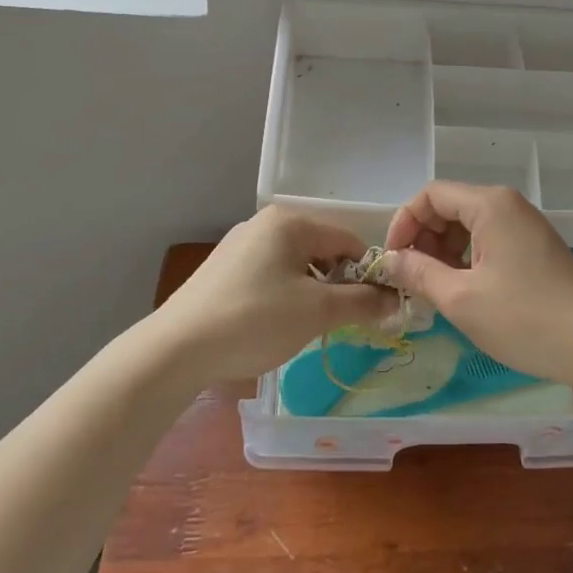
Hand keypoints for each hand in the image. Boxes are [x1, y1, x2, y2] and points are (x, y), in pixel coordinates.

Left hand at [151, 206, 399, 381]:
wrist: (176, 350)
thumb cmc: (255, 320)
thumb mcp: (317, 312)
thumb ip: (362, 302)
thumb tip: (396, 299)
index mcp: (290, 222)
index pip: (348, 240)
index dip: (367, 273)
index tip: (376, 308)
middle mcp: (264, 223)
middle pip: (321, 250)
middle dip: (337, 284)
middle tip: (339, 321)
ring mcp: (240, 245)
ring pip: (295, 265)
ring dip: (311, 292)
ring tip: (304, 327)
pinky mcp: (222, 270)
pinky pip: (269, 274)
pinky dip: (283, 296)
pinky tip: (273, 325)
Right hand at [381, 182, 572, 390]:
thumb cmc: (526, 319)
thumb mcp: (461, 299)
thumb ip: (419, 273)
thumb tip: (389, 261)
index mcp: (490, 205)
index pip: (430, 195)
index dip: (403, 223)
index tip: (392, 262)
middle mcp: (507, 206)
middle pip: (449, 208)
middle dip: (423, 240)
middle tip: (411, 281)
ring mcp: (524, 227)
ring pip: (468, 228)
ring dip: (443, 254)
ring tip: (434, 291)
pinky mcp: (534, 250)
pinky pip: (488, 243)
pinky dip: (467, 262)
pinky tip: (463, 294)